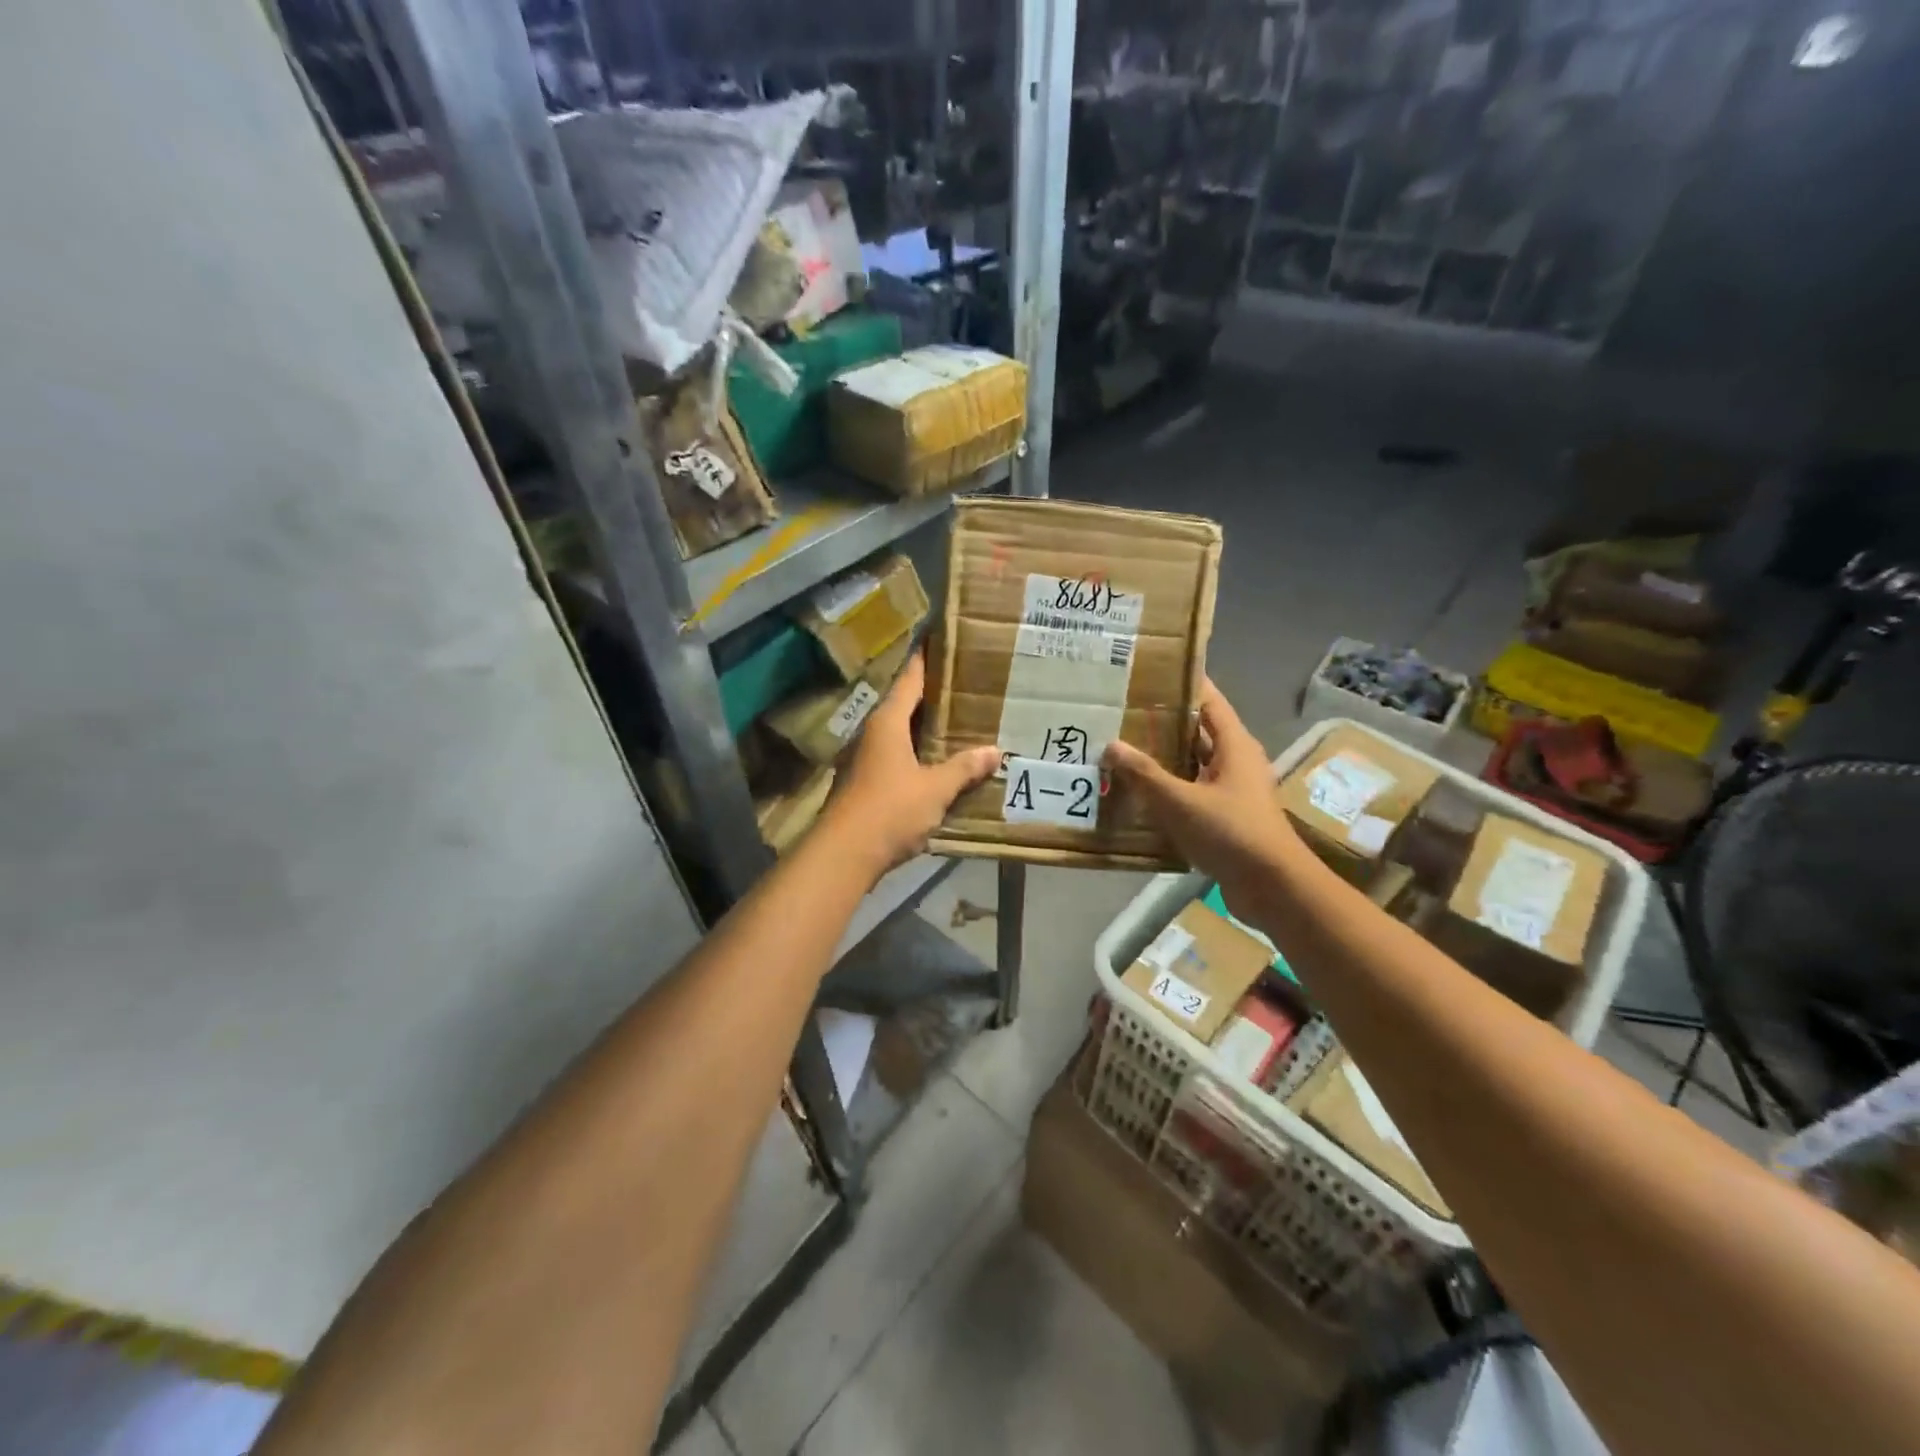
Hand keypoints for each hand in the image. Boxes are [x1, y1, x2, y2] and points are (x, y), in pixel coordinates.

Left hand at [823, 652, 998, 878]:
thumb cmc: (890, 810)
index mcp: (888, 722)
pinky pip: (897, 757)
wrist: (844, 854)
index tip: (939, 639)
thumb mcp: (935, 788)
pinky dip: (918, 753)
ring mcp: (865, 759)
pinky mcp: (865, 783)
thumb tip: (994, 751)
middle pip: (905, 705)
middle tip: (965, 684)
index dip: (925, 659)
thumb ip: (964, 768)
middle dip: (932, 695)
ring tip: (958, 721)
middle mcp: (873, 733)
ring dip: (925, 727)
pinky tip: (938, 762)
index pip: (909, 679)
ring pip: (900, 733)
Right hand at [1102, 679, 1301, 902]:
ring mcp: (1234, 790)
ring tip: (1124, 749)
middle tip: (1125, 712)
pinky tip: (1141, 792)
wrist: (1273, 886)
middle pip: (1199, 732)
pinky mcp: (1227, 816)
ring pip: (1194, 764)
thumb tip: (1111, 745)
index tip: (1152, 672)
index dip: (1184, 684)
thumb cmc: (1230, 832)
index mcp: (1235, 745)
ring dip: (1165, 758)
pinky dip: (1171, 789)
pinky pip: (1194, 792)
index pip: (1209, 701)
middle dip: (1165, 723)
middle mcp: (1237, 761)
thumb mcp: (1180, 801)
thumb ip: (1144, 773)